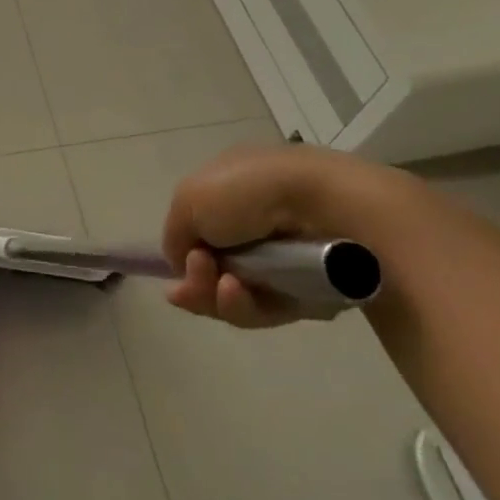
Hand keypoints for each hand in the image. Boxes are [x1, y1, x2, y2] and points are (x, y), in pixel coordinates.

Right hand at [161, 145, 396, 327]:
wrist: (324, 210)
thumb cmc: (249, 192)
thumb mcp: (188, 199)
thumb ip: (174, 234)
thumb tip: (183, 262)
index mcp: (230, 189)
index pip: (198, 229)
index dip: (183, 250)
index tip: (178, 263)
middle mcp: (254, 223)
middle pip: (211, 268)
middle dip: (196, 279)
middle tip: (197, 275)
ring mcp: (280, 259)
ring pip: (232, 294)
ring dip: (216, 295)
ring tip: (224, 286)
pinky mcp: (305, 293)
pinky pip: (263, 310)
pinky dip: (244, 305)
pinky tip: (237, 293)